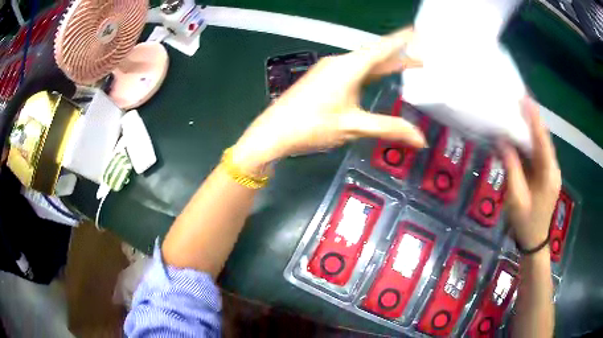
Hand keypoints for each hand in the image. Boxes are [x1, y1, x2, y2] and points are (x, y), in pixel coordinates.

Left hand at [231, 28, 425, 174]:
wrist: (273, 132)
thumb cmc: (312, 126)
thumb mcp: (354, 127)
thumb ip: (389, 128)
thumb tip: (421, 140)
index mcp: (350, 66)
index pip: (383, 47)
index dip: (403, 39)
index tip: (418, 32)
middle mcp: (340, 62)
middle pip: (375, 54)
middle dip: (399, 55)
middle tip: (421, 57)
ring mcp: (330, 70)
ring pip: (364, 63)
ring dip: (385, 65)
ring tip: (407, 67)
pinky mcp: (323, 79)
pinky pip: (353, 71)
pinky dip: (371, 73)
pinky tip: (377, 79)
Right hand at [502, 98, 561, 249]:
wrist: (535, 241)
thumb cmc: (525, 222)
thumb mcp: (515, 198)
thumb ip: (511, 169)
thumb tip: (503, 142)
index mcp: (548, 175)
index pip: (542, 141)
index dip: (534, 119)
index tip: (525, 99)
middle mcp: (553, 169)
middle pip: (544, 139)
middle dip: (533, 119)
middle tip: (520, 100)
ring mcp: (551, 171)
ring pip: (542, 145)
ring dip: (532, 129)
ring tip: (520, 112)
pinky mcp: (547, 174)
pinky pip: (540, 153)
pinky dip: (531, 141)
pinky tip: (522, 135)